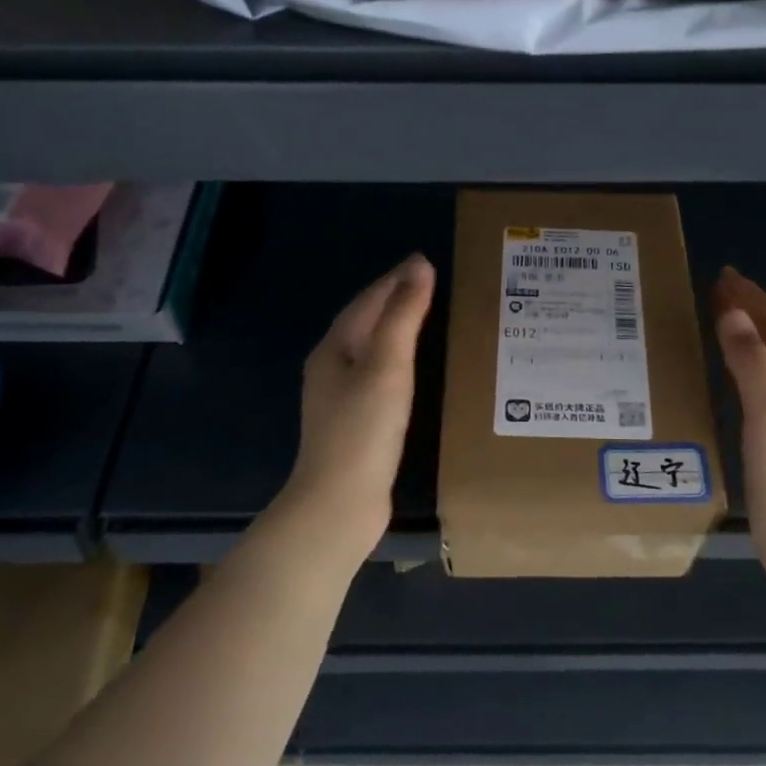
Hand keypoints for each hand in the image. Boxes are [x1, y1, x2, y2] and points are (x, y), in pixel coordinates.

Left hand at [277, 253, 435, 557]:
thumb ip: (403, 315)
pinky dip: (400, 360)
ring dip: (398, 329)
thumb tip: (419, 266)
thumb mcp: (387, 366)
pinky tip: (415, 369)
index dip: (397, 279)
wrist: (339, 504)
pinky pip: (379, 375)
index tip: (427, 261)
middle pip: (366, 322)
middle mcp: (332, 368)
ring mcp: (341, 398)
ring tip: (429, 317)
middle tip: (433, 284)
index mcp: (334, 349)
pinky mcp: (355, 423)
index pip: (368, 300)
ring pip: (372, 348)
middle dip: (396, 299)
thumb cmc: (363, 430)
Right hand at [713, 267, 765, 591]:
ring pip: (764, 363)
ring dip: (743, 336)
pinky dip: (737, 368)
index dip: (753, 298)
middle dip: (749, 310)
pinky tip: (720, 379)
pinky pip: (752, 389)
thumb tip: (731, 313)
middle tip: (715, 290)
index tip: (724, 275)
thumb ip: (751, 363)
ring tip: (715, 322)